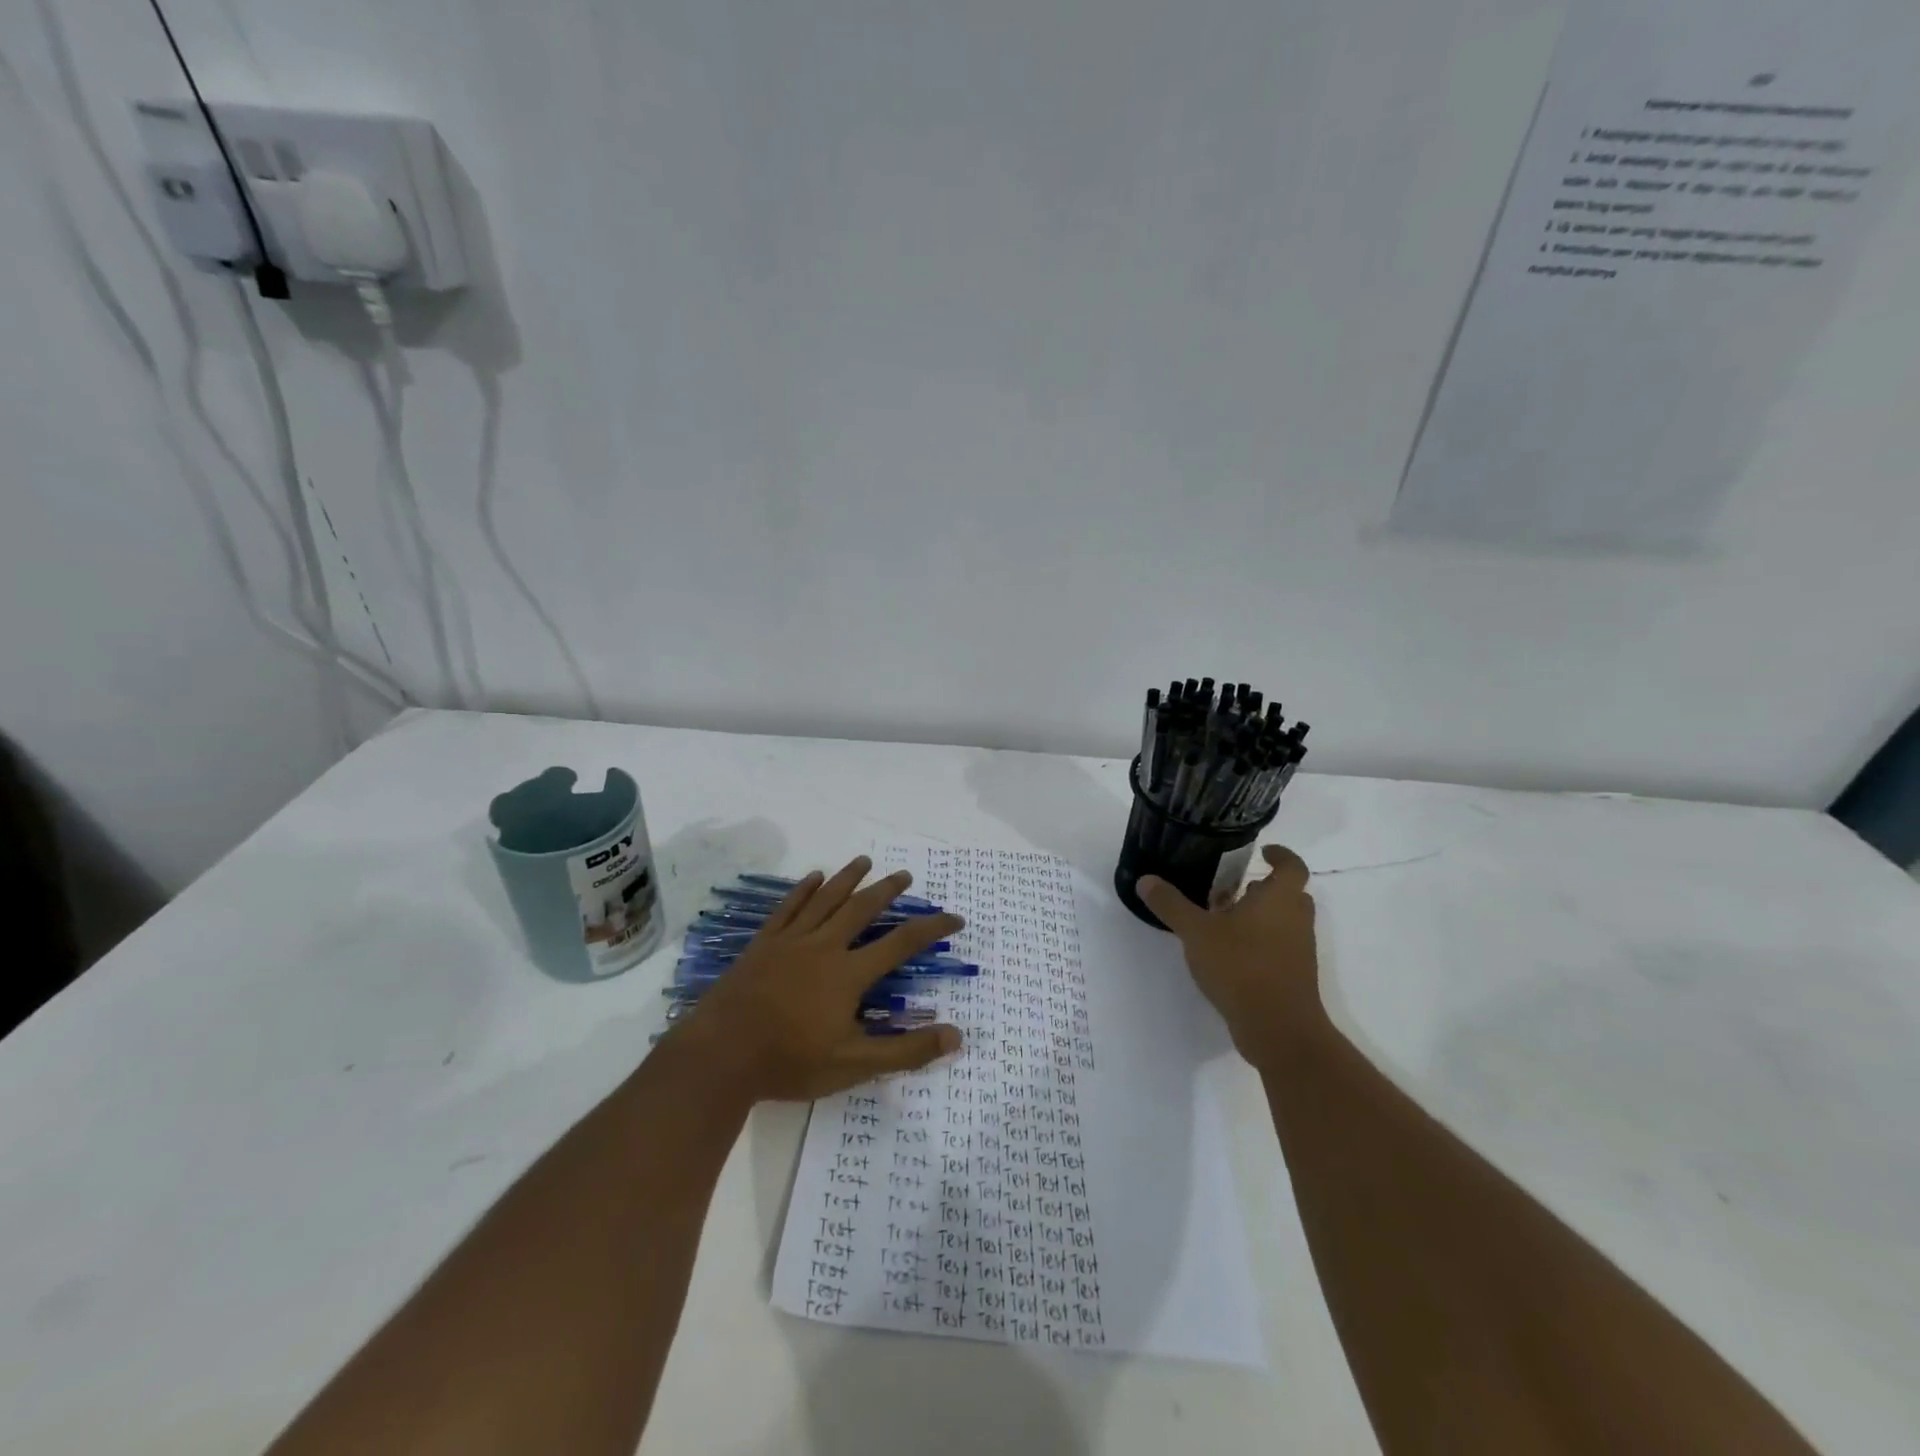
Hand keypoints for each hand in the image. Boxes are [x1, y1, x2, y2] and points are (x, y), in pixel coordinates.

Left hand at [671, 856, 964, 1102]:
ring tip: (864, 861)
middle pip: (862, 909)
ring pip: (826, 899)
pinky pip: (788, 908)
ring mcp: (791, 941)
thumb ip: (905, 1051)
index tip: (955, 918)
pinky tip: (813, 877)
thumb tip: (956, 1035)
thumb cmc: (790, 1061)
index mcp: (849, 974)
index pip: (901, 944)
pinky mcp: (763, 944)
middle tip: (905, 875)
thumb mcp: (854, 1065)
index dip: (931, 929)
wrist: (721, 1055)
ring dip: (848, 878)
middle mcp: (824, 947)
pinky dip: (803, 890)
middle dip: (887, 891)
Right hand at [1138, 844, 1322, 1065]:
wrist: (1278, 1028)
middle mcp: (1296, 919)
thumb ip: (1171, 905)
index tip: (1263, 851)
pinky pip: (1281, 946)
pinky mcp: (1294, 976)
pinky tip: (1229, 952)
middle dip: (1265, 887)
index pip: (1292, 866)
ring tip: (1224, 918)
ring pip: (1285, 921)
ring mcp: (1299, 950)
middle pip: (1289, 894)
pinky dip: (1261, 941)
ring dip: (1261, 915)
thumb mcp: (1196, 932)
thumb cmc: (1241, 967)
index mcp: (1280, 899)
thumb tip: (1146, 879)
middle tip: (1233, 887)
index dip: (1281, 855)